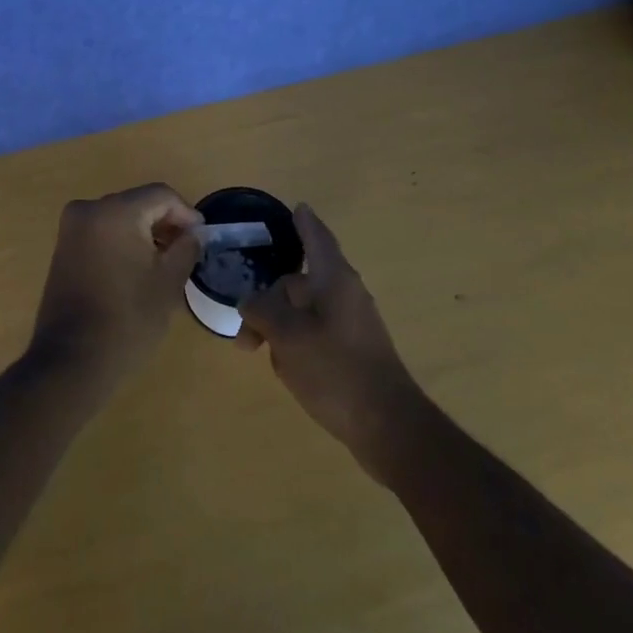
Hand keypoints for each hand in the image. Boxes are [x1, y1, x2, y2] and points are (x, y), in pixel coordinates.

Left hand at [29, 183, 203, 387]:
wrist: (72, 361)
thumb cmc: (128, 320)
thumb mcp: (168, 282)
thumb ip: (187, 248)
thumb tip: (195, 232)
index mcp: (115, 212)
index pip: (161, 195)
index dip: (186, 214)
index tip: (201, 239)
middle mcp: (88, 209)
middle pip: (138, 203)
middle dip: (165, 222)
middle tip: (187, 250)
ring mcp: (71, 229)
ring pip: (120, 217)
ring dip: (144, 232)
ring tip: (165, 262)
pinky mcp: (63, 248)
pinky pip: (102, 232)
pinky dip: (123, 241)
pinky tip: (138, 268)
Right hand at [239, 204, 426, 479]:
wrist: (388, 426)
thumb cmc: (335, 370)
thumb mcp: (287, 336)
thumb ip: (262, 310)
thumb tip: (250, 301)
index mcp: (335, 279)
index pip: (317, 238)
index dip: (304, 222)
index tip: (297, 207)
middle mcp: (346, 295)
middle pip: (300, 283)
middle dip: (269, 299)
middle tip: (244, 330)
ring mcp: (352, 325)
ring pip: (305, 312)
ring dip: (279, 325)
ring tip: (257, 351)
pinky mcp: (353, 352)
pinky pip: (316, 333)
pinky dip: (295, 341)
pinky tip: (284, 368)